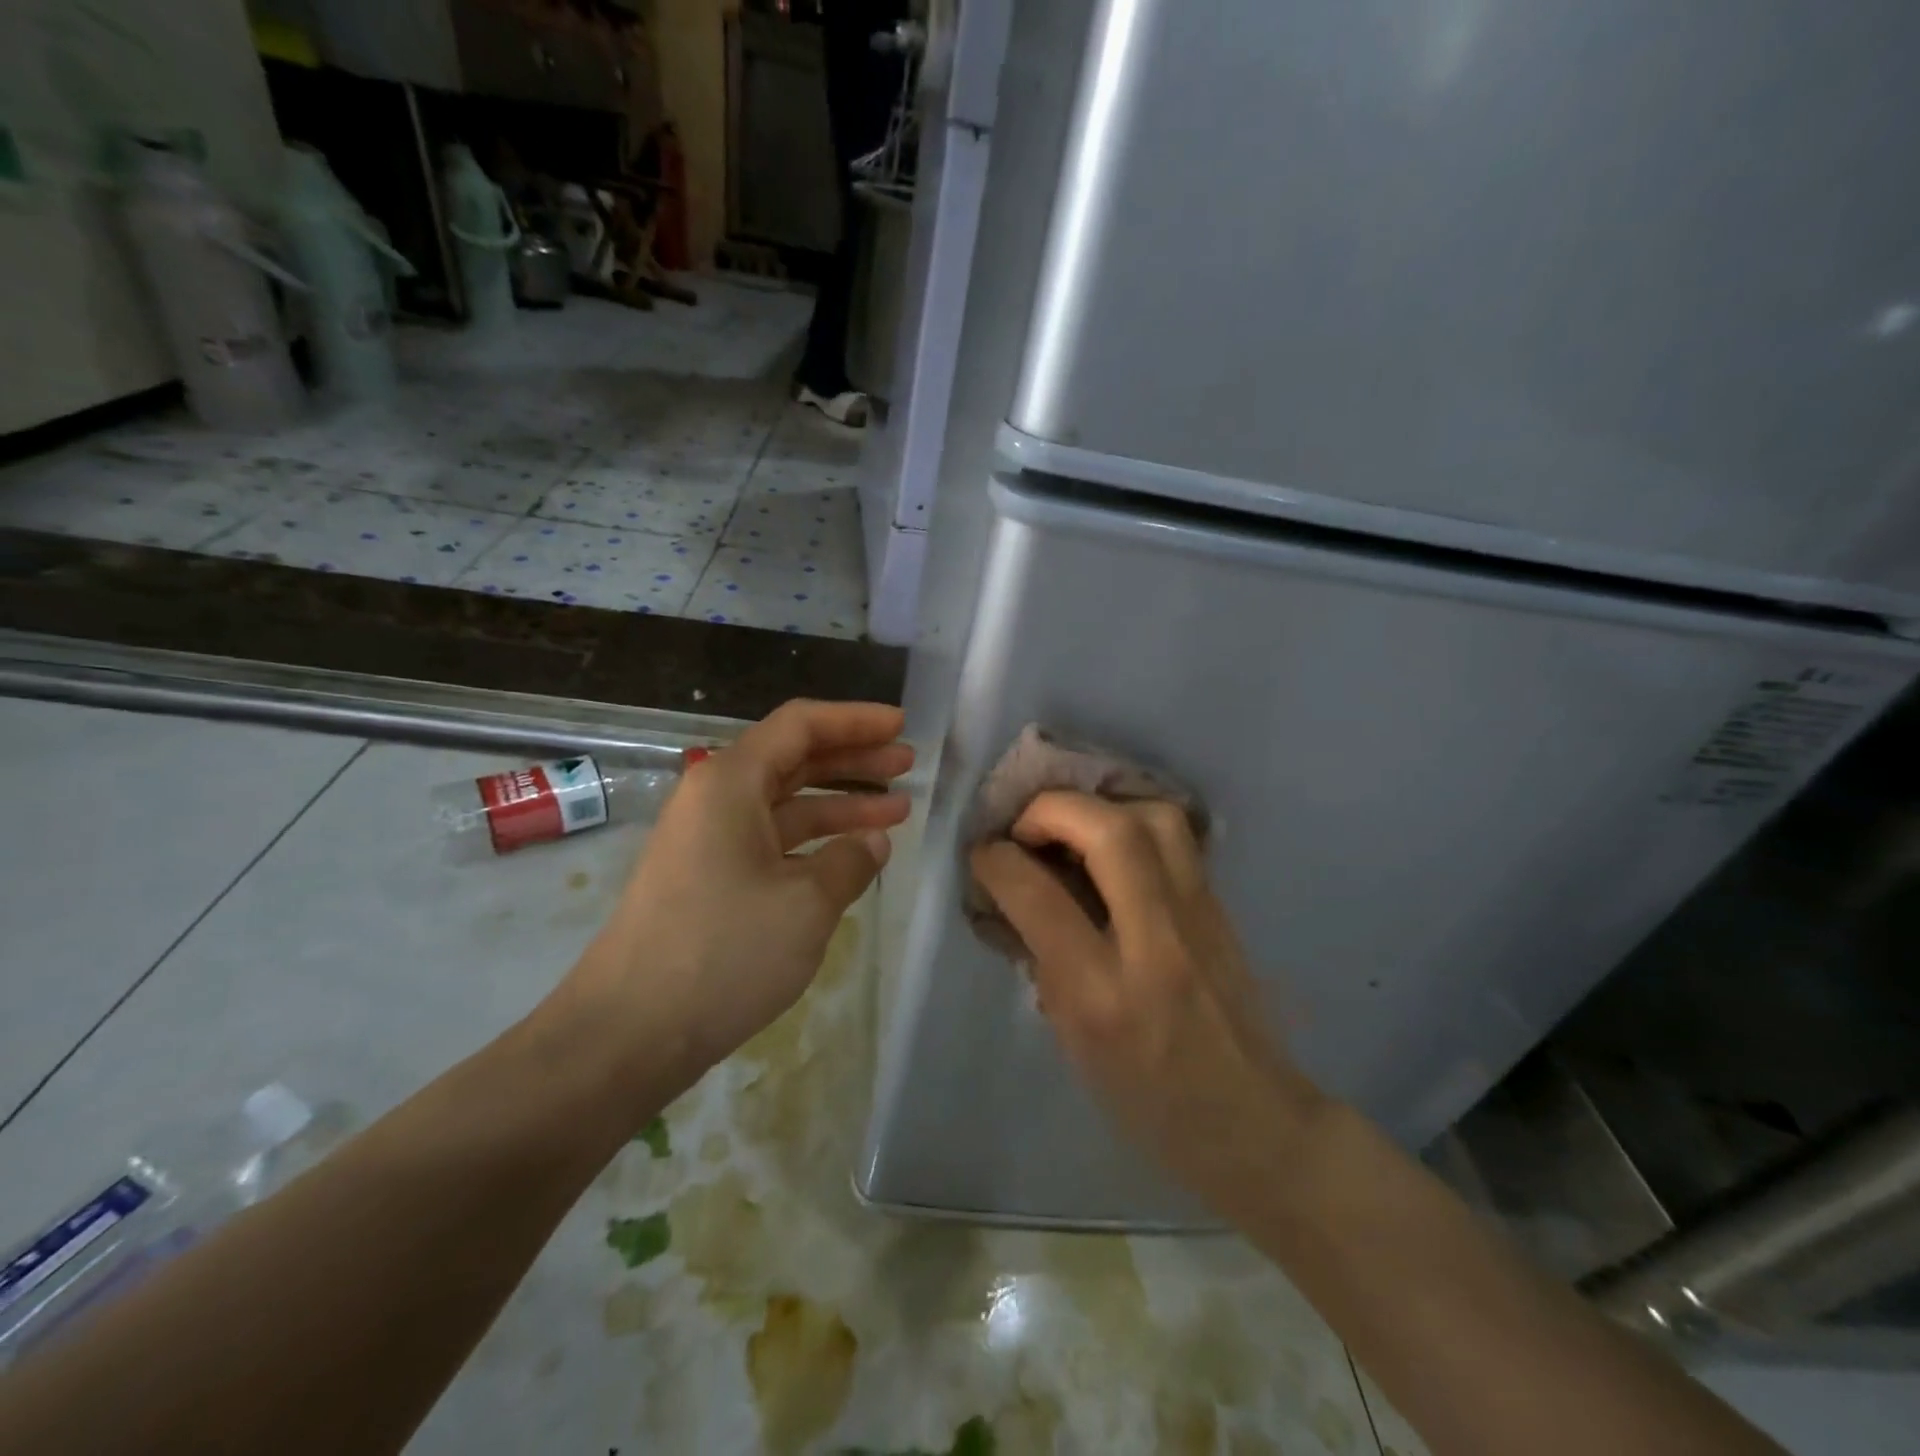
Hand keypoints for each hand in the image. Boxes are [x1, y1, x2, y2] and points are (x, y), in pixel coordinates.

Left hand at [564, 700, 911, 1090]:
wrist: (628, 1033)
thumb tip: (872, 844)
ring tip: (898, 811)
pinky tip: (852, 857)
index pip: (800, 725)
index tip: (902, 726)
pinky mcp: (710, 880)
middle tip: (908, 764)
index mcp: (730, 782)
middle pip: (794, 759)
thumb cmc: (723, 951)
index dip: (855, 720)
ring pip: (786, 804)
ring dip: (841, 805)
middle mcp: (715, 799)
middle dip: (854, 760)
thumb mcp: (806, 904)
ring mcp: (710, 841)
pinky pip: (773, 841)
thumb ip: (849, 862)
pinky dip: (815, 842)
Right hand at [970, 792, 1323, 1210]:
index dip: (998, 860)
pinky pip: (1178, 840)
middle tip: (1025, 827)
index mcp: (1106, 995)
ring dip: (1101, 808)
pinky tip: (1112, 846)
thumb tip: (1015, 894)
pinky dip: (1133, 823)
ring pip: (1156, 819)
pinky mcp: (1222, 908)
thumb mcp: (1074, 1041)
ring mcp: (1201, 919)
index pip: (1042, 897)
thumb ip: (1043, 961)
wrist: (1253, 1123)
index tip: (983, 854)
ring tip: (1072, 831)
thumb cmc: (1148, 1100)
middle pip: (1110, 832)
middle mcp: (1158, 944)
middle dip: (1052, 810)